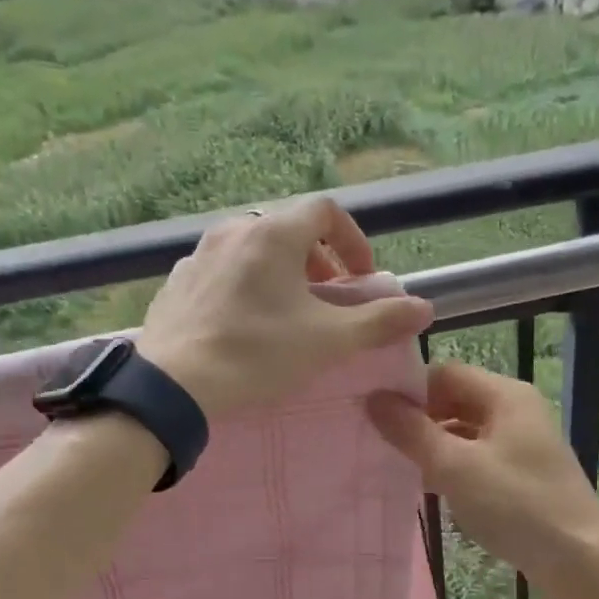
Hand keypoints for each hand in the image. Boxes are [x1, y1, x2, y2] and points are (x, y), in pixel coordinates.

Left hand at [137, 197, 432, 417]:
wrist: (174, 386)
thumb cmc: (257, 354)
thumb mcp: (327, 340)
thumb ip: (379, 321)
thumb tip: (424, 307)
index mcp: (273, 233)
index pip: (326, 211)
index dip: (353, 240)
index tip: (361, 279)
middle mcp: (233, 230)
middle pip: (288, 229)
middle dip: (318, 260)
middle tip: (328, 298)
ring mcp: (199, 254)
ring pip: (253, 249)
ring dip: (281, 272)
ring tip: (288, 313)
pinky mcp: (177, 282)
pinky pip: (222, 271)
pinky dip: (246, 285)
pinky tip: (244, 324)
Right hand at [367, 363, 598, 598]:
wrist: (580, 558)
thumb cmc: (516, 505)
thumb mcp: (455, 466)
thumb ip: (412, 431)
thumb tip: (374, 398)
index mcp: (505, 395)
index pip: (444, 373)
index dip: (409, 390)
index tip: (373, 413)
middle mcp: (516, 409)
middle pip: (455, 400)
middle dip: (419, 419)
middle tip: (379, 441)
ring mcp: (522, 442)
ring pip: (465, 431)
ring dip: (434, 445)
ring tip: (399, 465)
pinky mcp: (523, 473)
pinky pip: (478, 456)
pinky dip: (454, 466)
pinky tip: (432, 487)